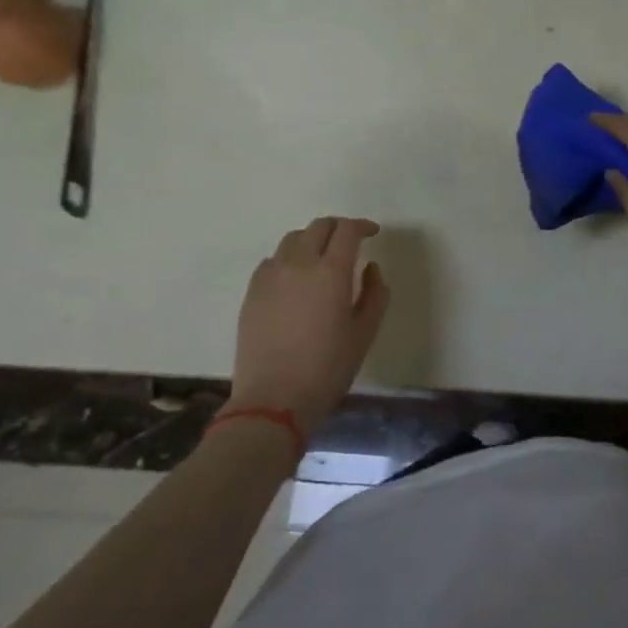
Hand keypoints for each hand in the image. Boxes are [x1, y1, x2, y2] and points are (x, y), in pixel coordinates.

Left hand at [229, 217, 389, 435]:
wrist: (273, 401)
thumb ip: (375, 293)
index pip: (347, 230)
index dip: (363, 226)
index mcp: (331, 272)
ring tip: (322, 258)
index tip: (373, 233)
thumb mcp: (365, 333)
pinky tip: (295, 279)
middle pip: (319, 226)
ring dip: (313, 240)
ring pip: (293, 239)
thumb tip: (370, 268)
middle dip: (339, 228)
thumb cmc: (327, 369)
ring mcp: (270, 276)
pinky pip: (272, 260)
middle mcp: (299, 264)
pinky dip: (289, 258)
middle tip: (351, 242)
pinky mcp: (252, 292)